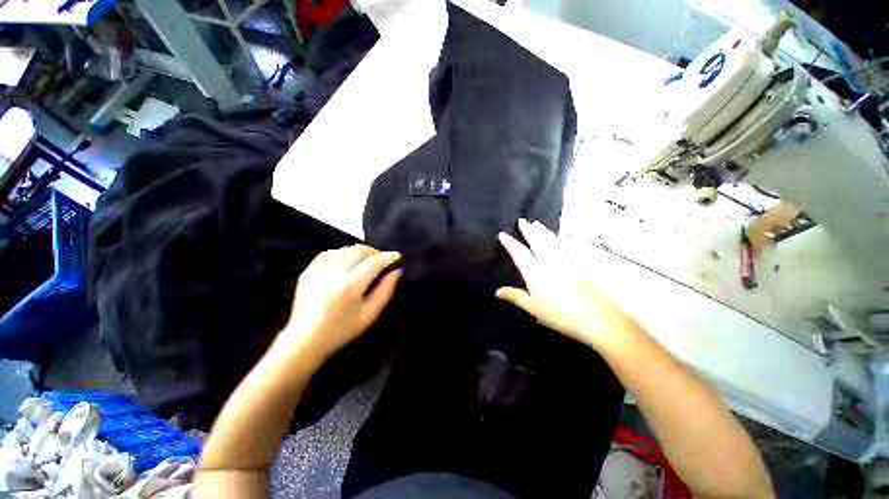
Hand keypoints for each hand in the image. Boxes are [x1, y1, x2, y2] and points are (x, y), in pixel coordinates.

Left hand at [274, 245, 401, 361]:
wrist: (305, 340)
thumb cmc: (341, 330)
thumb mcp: (369, 315)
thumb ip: (385, 291)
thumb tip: (397, 272)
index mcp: (349, 287)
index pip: (373, 263)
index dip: (387, 257)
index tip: (397, 256)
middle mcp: (333, 274)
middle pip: (358, 251)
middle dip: (374, 251)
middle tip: (382, 258)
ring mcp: (318, 271)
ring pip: (343, 250)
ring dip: (358, 251)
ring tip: (366, 259)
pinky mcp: (308, 272)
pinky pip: (328, 253)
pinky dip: (341, 252)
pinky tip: (346, 260)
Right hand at [496, 219, 639, 349]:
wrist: (595, 317)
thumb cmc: (560, 315)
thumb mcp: (533, 308)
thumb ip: (515, 296)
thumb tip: (497, 291)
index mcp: (535, 273)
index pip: (520, 254)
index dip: (510, 243)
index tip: (502, 234)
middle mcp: (549, 262)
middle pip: (537, 242)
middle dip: (528, 230)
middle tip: (522, 220)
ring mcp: (565, 261)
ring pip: (551, 241)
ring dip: (543, 231)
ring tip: (537, 223)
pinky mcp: (579, 264)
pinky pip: (568, 247)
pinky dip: (561, 240)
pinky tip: (561, 237)